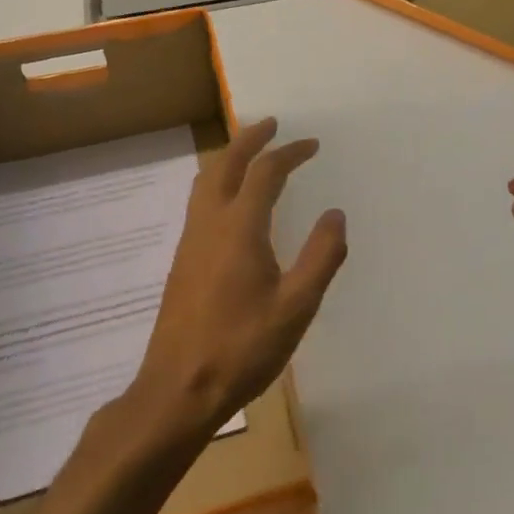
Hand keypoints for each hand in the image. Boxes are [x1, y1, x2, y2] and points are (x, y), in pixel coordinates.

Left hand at [133, 118, 346, 435]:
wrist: (178, 389)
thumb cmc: (242, 348)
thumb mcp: (296, 307)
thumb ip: (321, 256)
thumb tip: (335, 214)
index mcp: (240, 228)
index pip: (265, 172)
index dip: (289, 152)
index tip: (311, 144)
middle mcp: (210, 224)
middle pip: (225, 164)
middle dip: (249, 139)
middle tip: (271, 124)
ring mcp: (190, 242)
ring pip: (205, 181)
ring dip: (229, 158)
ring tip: (249, 153)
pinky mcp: (182, 261)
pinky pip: (199, 202)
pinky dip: (218, 182)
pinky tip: (231, 204)